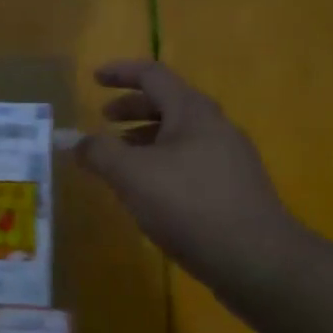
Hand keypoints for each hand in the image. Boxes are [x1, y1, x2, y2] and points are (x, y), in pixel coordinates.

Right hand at [75, 61, 300, 290]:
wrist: (256, 259)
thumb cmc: (189, 205)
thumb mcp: (132, 175)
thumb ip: (99, 153)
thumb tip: (77, 142)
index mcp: (192, 112)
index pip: (153, 75)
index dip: (121, 72)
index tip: (94, 78)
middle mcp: (215, 127)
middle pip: (168, 103)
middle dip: (132, 108)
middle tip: (103, 120)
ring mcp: (229, 158)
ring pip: (180, 135)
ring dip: (145, 139)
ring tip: (120, 160)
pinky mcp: (234, 188)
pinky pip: (190, 162)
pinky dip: (162, 163)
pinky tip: (149, 192)